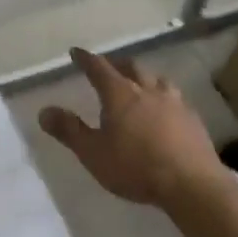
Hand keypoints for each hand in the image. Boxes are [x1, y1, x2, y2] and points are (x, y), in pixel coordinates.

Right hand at [39, 48, 221, 206]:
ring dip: (145, 78)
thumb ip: (69, 130)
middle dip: (117, 64)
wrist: (191, 184)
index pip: (98, 67)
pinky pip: (176, 99)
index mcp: (119, 94)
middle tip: (109, 66)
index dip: (86, 59)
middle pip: (131, 68)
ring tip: (141, 84)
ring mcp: (174, 102)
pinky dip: (165, 98)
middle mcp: (147, 90)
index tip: (76, 52)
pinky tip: (167, 110)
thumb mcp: (93, 153)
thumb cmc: (135, 167)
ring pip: (157, 80)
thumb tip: (44, 110)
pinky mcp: (193, 119)